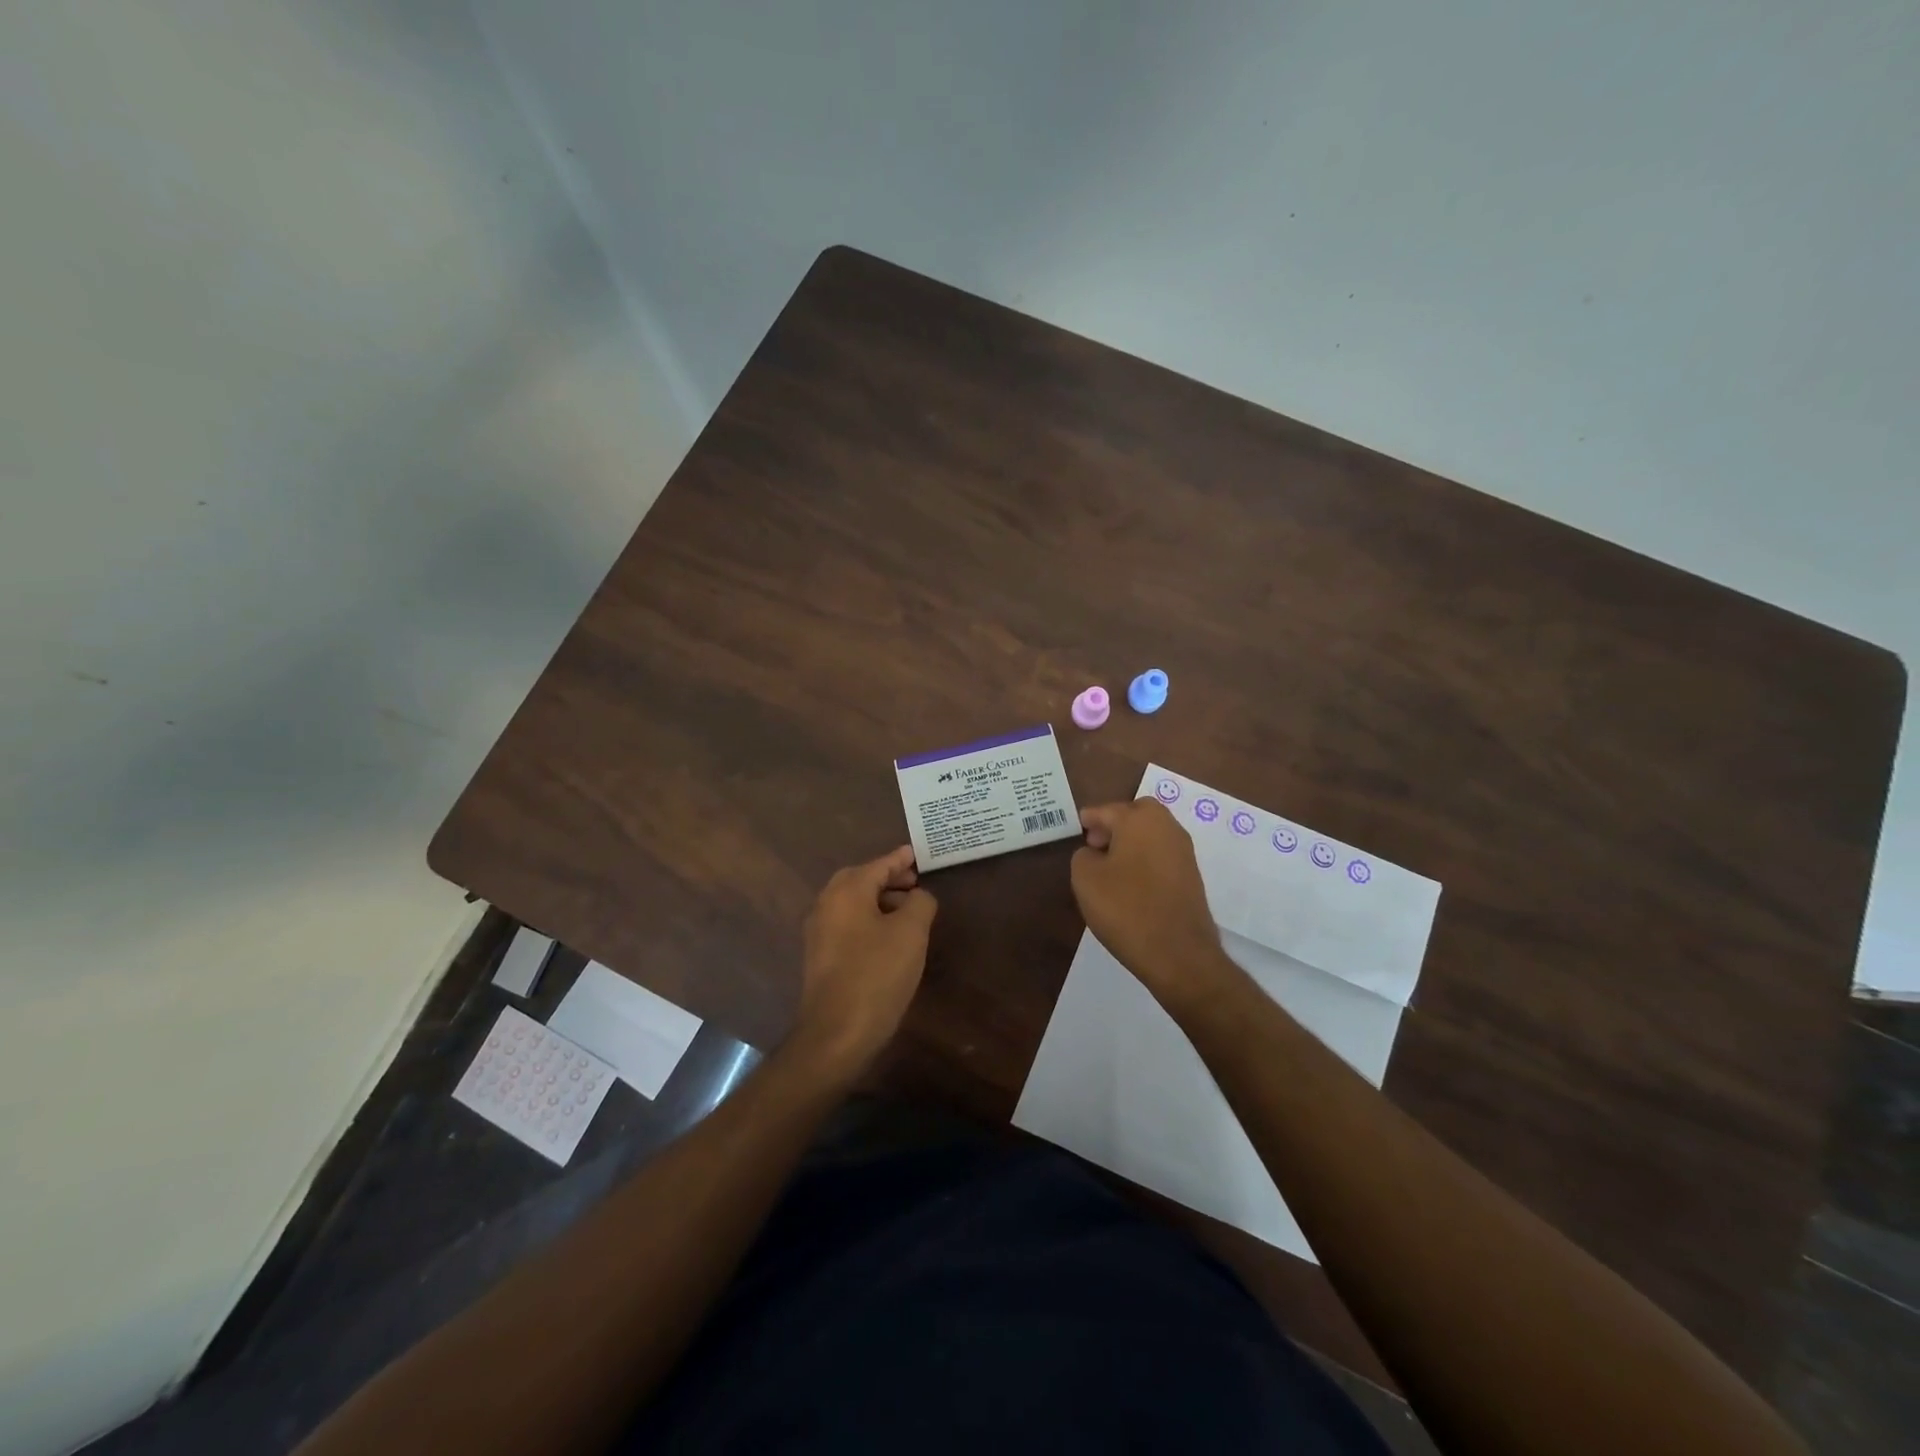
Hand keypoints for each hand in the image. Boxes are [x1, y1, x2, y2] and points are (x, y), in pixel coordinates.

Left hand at [791, 846, 937, 1076]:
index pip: (878, 865)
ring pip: (852, 903)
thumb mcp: (910, 933)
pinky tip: (889, 938)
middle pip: (860, 880)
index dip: (900, 859)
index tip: (916, 853)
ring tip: (908, 911)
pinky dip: (869, 919)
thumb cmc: (876, 974)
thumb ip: (920, 903)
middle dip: (887, 878)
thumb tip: (918, 896)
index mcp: (846, 891)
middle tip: (914, 882)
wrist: (836, 1033)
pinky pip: (848, 924)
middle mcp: (827, 905)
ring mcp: (819, 932)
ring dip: (879, 900)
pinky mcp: (821, 957)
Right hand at [1072, 799, 1239, 1012]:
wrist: (1178, 953)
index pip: (1107, 810)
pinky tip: (1131, 882)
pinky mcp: (1192, 876)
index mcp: (1139, 820)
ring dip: (1132, 841)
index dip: (1089, 818)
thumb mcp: (1086, 879)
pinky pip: (1162, 855)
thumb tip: (1095, 853)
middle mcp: (1166, 827)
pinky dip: (1146, 859)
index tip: (1078, 827)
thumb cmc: (1126, 908)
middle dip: (1115, 823)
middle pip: (1137, 813)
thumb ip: (1083, 856)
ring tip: (1110, 867)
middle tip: (1096, 844)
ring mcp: (1184, 852)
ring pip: (1152, 834)